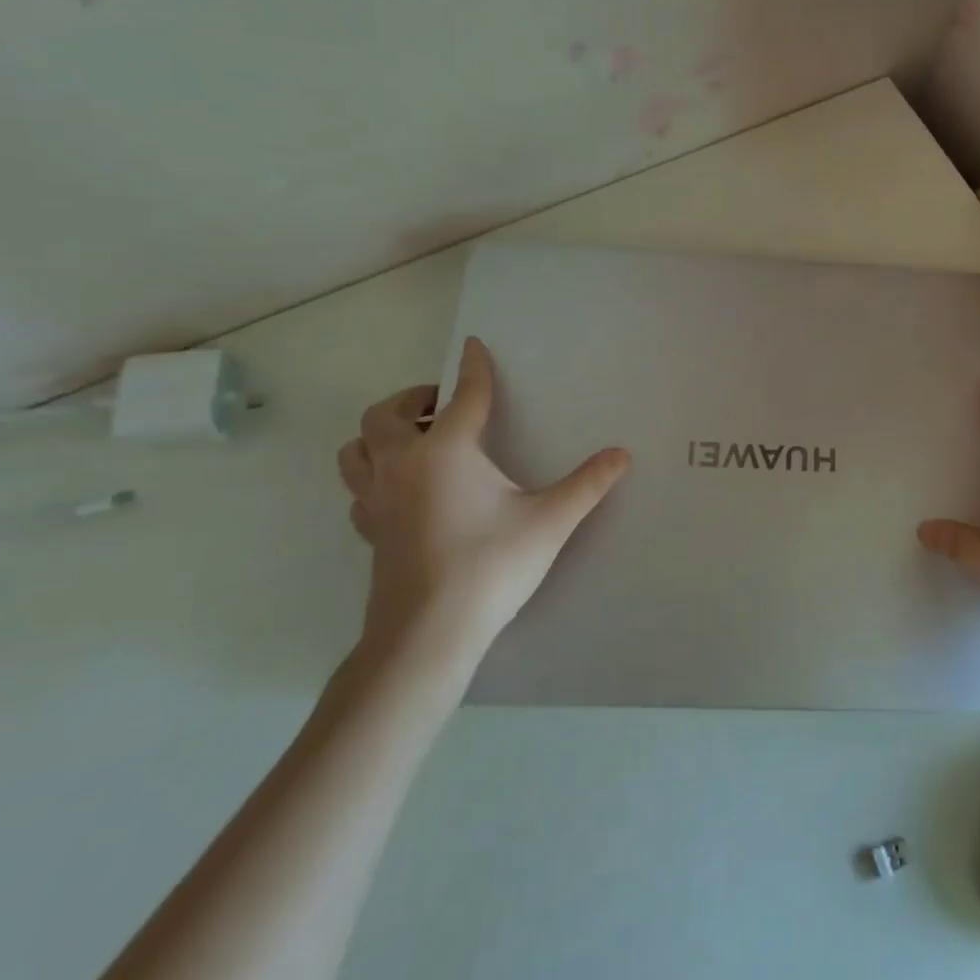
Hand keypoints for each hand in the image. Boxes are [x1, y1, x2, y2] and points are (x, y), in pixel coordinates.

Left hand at [336, 336, 629, 699]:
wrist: (428, 633)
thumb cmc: (490, 566)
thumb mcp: (549, 521)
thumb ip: (587, 484)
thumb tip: (622, 455)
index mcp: (445, 451)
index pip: (463, 395)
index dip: (474, 368)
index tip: (473, 345)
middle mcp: (403, 465)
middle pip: (385, 414)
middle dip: (412, 398)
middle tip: (442, 404)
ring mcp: (378, 499)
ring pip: (356, 449)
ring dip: (380, 434)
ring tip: (414, 440)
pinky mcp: (370, 531)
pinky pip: (360, 488)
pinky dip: (374, 475)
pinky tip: (403, 490)